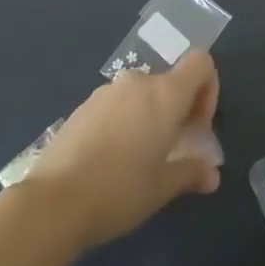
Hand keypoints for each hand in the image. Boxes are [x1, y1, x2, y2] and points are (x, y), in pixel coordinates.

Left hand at [22, 51, 222, 248]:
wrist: (53, 201)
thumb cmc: (119, 191)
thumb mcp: (162, 188)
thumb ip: (192, 172)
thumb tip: (211, 172)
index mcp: (164, 94)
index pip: (201, 64)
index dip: (208, 90)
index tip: (197, 127)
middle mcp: (137, 82)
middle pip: (171, 82)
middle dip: (179, 111)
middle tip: (172, 151)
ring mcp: (107, 91)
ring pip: (143, 94)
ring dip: (150, 117)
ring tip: (140, 159)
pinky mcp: (84, 105)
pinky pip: (117, 104)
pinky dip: (125, 121)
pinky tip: (111, 159)